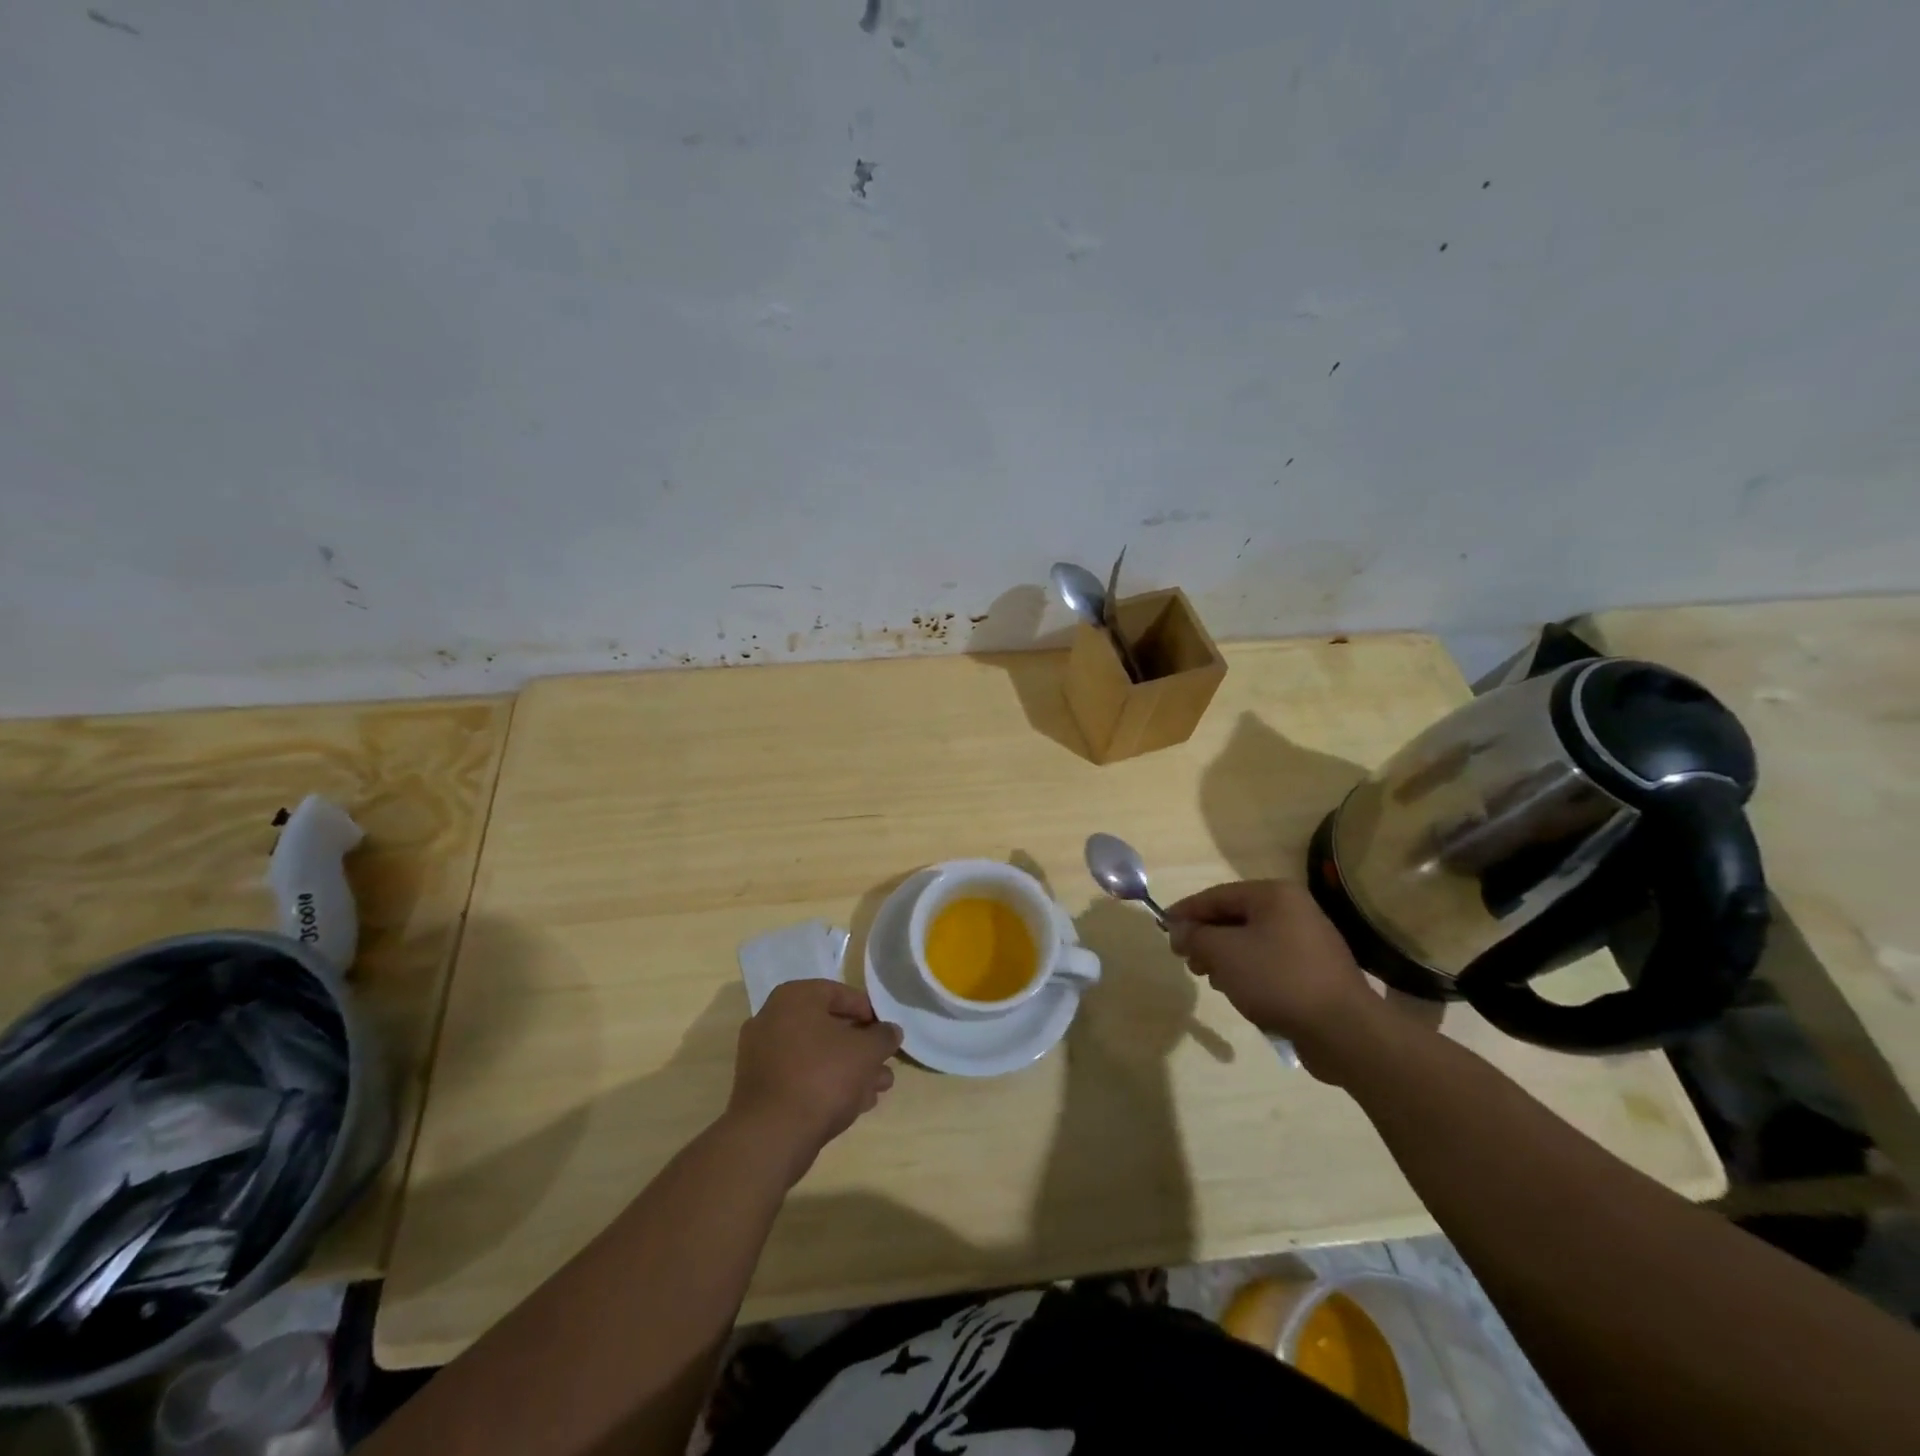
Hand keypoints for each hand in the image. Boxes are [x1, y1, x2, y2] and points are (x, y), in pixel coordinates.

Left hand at [727, 980, 902, 1186]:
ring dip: (849, 1069)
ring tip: (878, 1089)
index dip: (868, 1011)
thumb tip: (891, 1031)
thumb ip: (883, 1037)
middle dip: (861, 1047)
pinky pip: (801, 1077)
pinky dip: (826, 1084)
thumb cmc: (822, 1076)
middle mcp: (772, 1019)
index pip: (838, 993)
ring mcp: (762, 1055)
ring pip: (816, 1056)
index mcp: (793, 998)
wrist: (772, 1135)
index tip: (886, 1032)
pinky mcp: (761, 1089)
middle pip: (828, 1027)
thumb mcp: (866, 1051)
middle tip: (884, 1063)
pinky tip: (854, 1104)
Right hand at [1167, 879, 1394, 1082]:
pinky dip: (1249, 970)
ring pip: (1253, 940)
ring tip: (1209, 977)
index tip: (1163, 928)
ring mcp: (1310, 941)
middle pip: (1235, 916)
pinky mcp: (1317, 971)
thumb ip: (1195, 936)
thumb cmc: (1277, 979)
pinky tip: (1238, 991)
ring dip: (1225, 956)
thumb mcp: (1224, 953)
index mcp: (1274, 895)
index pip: (1217, 895)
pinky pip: (1271, 961)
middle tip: (1185, 958)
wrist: (1344, 1031)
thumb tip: (1178, 929)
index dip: (1187, 911)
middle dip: (1206, 936)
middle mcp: (1295, 910)